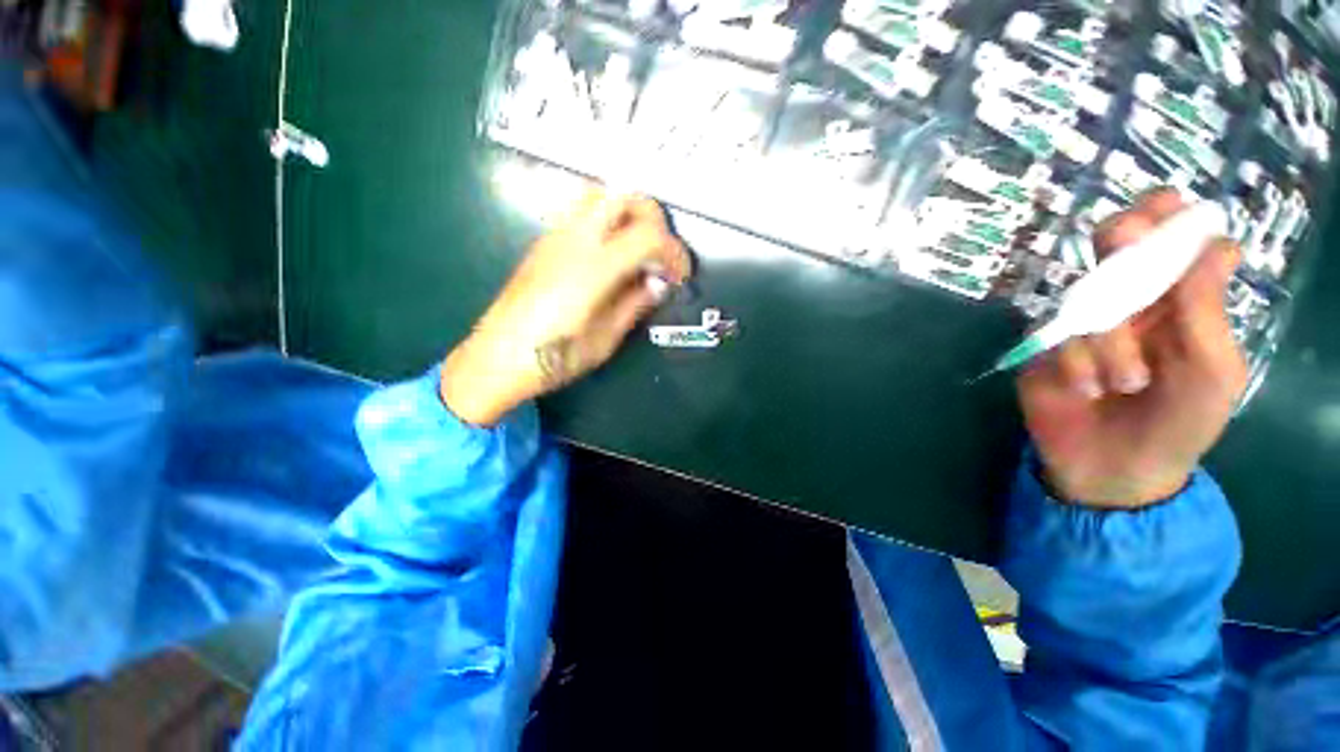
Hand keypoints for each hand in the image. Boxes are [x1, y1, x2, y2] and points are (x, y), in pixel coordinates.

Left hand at [441, 189, 690, 425]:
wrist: (495, 359)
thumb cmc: (552, 358)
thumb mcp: (604, 340)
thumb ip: (634, 305)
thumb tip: (658, 284)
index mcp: (593, 268)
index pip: (648, 235)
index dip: (674, 252)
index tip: (680, 276)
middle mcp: (573, 240)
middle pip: (624, 196)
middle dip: (654, 220)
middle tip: (660, 255)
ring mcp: (554, 237)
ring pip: (600, 197)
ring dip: (628, 217)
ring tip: (637, 254)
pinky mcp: (543, 244)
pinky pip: (582, 215)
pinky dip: (608, 225)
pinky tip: (609, 261)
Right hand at [1017, 190, 1248, 507]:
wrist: (1115, 470)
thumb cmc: (1180, 425)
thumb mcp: (1212, 374)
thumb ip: (1206, 313)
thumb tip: (1213, 244)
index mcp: (1181, 303)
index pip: (1179, 242)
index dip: (1173, 219)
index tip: (1167, 209)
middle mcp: (1133, 302)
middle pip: (1119, 246)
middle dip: (1123, 238)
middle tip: (1122, 236)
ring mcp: (1085, 324)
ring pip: (1088, 298)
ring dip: (1110, 339)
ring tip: (1125, 382)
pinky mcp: (1048, 348)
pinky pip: (1058, 337)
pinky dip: (1077, 362)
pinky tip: (1088, 389)